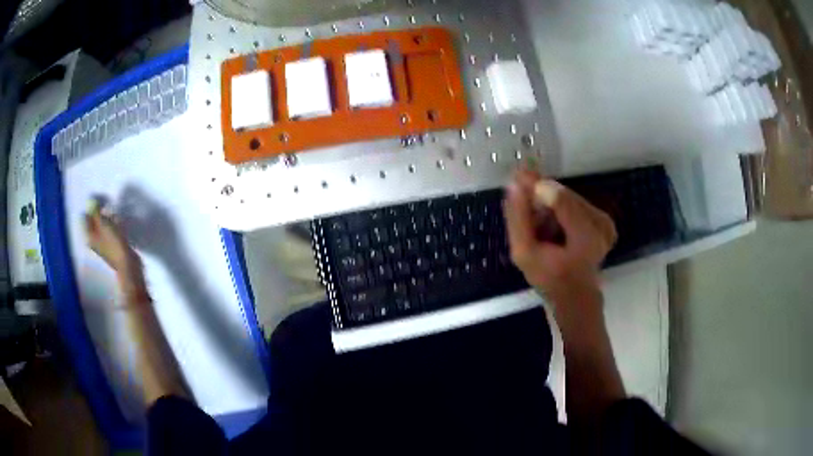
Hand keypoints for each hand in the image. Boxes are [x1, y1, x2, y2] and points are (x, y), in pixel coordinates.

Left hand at [84, 201, 138, 273]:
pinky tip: (118, 224)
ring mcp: (103, 245)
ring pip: (102, 228)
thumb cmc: (113, 242)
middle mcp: (94, 241)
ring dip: (107, 220)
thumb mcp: (103, 224)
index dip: (91, 209)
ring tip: (114, 215)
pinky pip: (109, 233)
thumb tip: (92, 203)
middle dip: (99, 214)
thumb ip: (96, 213)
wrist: (127, 262)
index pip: (86, 219)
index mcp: (90, 236)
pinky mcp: (112, 247)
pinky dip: (112, 227)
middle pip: (94, 223)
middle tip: (107, 208)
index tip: (99, 202)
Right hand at [503, 169, 616, 307]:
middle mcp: (601, 224)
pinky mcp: (605, 221)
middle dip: (542, 197)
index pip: (560, 199)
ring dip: (551, 204)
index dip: (538, 185)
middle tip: (522, 200)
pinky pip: (577, 205)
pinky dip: (561, 210)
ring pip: (570, 199)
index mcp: (585, 237)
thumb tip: (515, 185)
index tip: (518, 174)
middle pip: (565, 196)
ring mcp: (606, 222)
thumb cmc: (549, 278)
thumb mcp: (524, 253)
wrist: (575, 296)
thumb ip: (518, 219)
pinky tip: (553, 225)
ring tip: (539, 224)